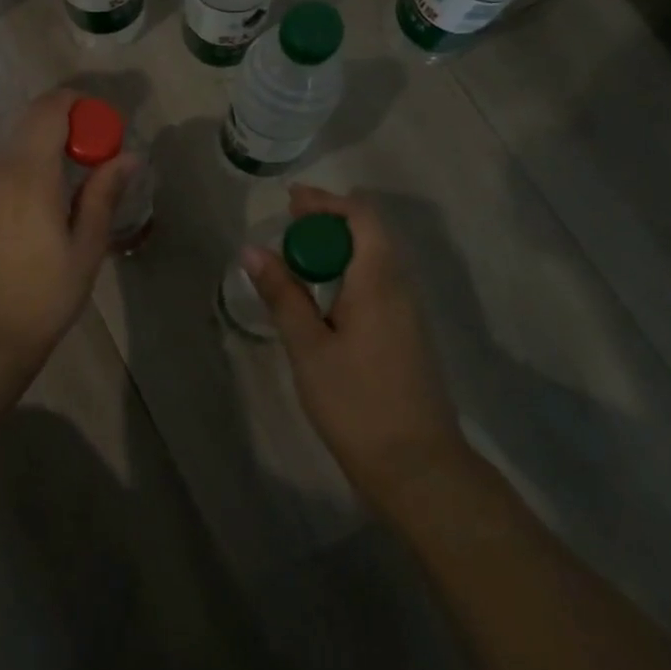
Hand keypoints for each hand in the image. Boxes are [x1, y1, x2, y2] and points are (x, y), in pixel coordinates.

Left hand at [0, 88, 129, 393]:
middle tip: (98, 153)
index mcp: (30, 174)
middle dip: (67, 123)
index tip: (105, 127)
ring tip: (78, 180)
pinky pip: (4, 171)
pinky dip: (31, 168)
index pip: (50, 109)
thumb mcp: (85, 249)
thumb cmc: (41, 297)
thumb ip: (103, 195)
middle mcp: (0, 171)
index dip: (79, 105)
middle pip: (31, 122)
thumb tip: (128, 156)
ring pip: (16, 146)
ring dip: (48, 147)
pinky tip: (48, 204)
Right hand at [242, 186, 468, 504]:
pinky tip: (324, 295)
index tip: (290, 201)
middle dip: (330, 221)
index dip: (326, 202)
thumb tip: (252, 249)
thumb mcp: (309, 348)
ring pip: (376, 259)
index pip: (362, 217)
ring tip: (299, 257)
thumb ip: (282, 295)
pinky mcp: (408, 334)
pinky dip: (349, 272)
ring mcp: (409, 312)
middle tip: (288, 226)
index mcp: (379, 282)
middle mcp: (401, 287)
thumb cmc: (357, 404)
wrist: (418, 468)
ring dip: (339, 248)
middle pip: (371, 233)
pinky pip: (379, 282)